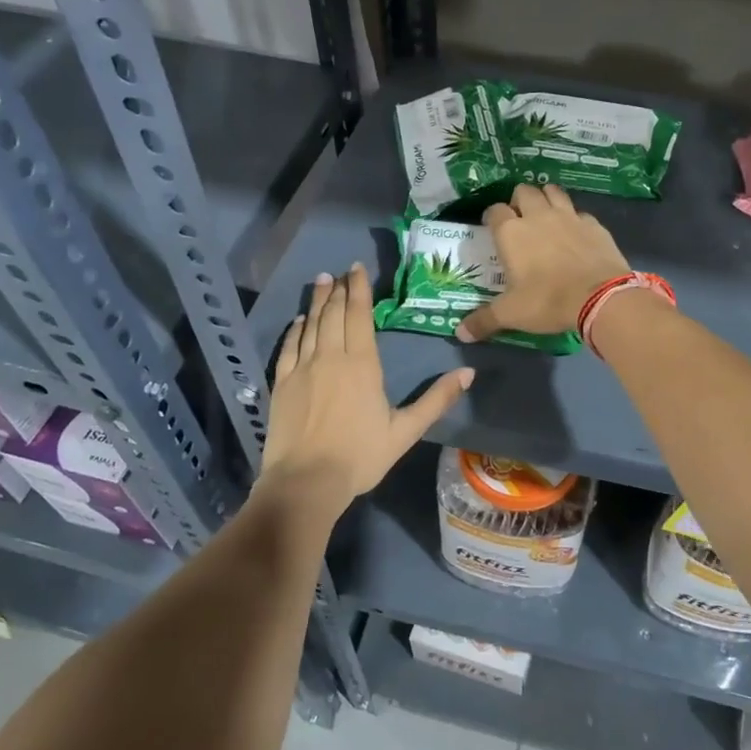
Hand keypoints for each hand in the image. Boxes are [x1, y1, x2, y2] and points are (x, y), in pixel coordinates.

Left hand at [263, 264, 473, 498]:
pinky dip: (295, 330)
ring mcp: (302, 369)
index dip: (359, 289)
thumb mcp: (405, 431)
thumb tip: (468, 373)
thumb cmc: (360, 456)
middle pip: (334, 314)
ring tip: (322, 281)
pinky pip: (289, 347)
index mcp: (362, 364)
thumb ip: (436, 400)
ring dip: (317, 302)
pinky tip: (299, 321)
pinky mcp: (282, 384)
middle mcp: (331, 357)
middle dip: (339, 290)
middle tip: (341, 271)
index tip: (357, 268)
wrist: (306, 481)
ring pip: (311, 325)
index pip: (360, 315)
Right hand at [456, 184, 629, 342]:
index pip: (495, 210)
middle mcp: (538, 216)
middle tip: (520, 221)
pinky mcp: (594, 224)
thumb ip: (484, 320)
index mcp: (512, 232)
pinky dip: (574, 218)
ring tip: (545, 216)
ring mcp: (569, 216)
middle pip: (524, 191)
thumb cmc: (548, 301)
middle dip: (519, 201)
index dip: (492, 217)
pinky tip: (575, 233)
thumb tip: (460, 333)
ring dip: (546, 198)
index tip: (493, 229)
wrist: (600, 297)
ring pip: (553, 191)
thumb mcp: (511, 314)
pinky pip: (579, 212)